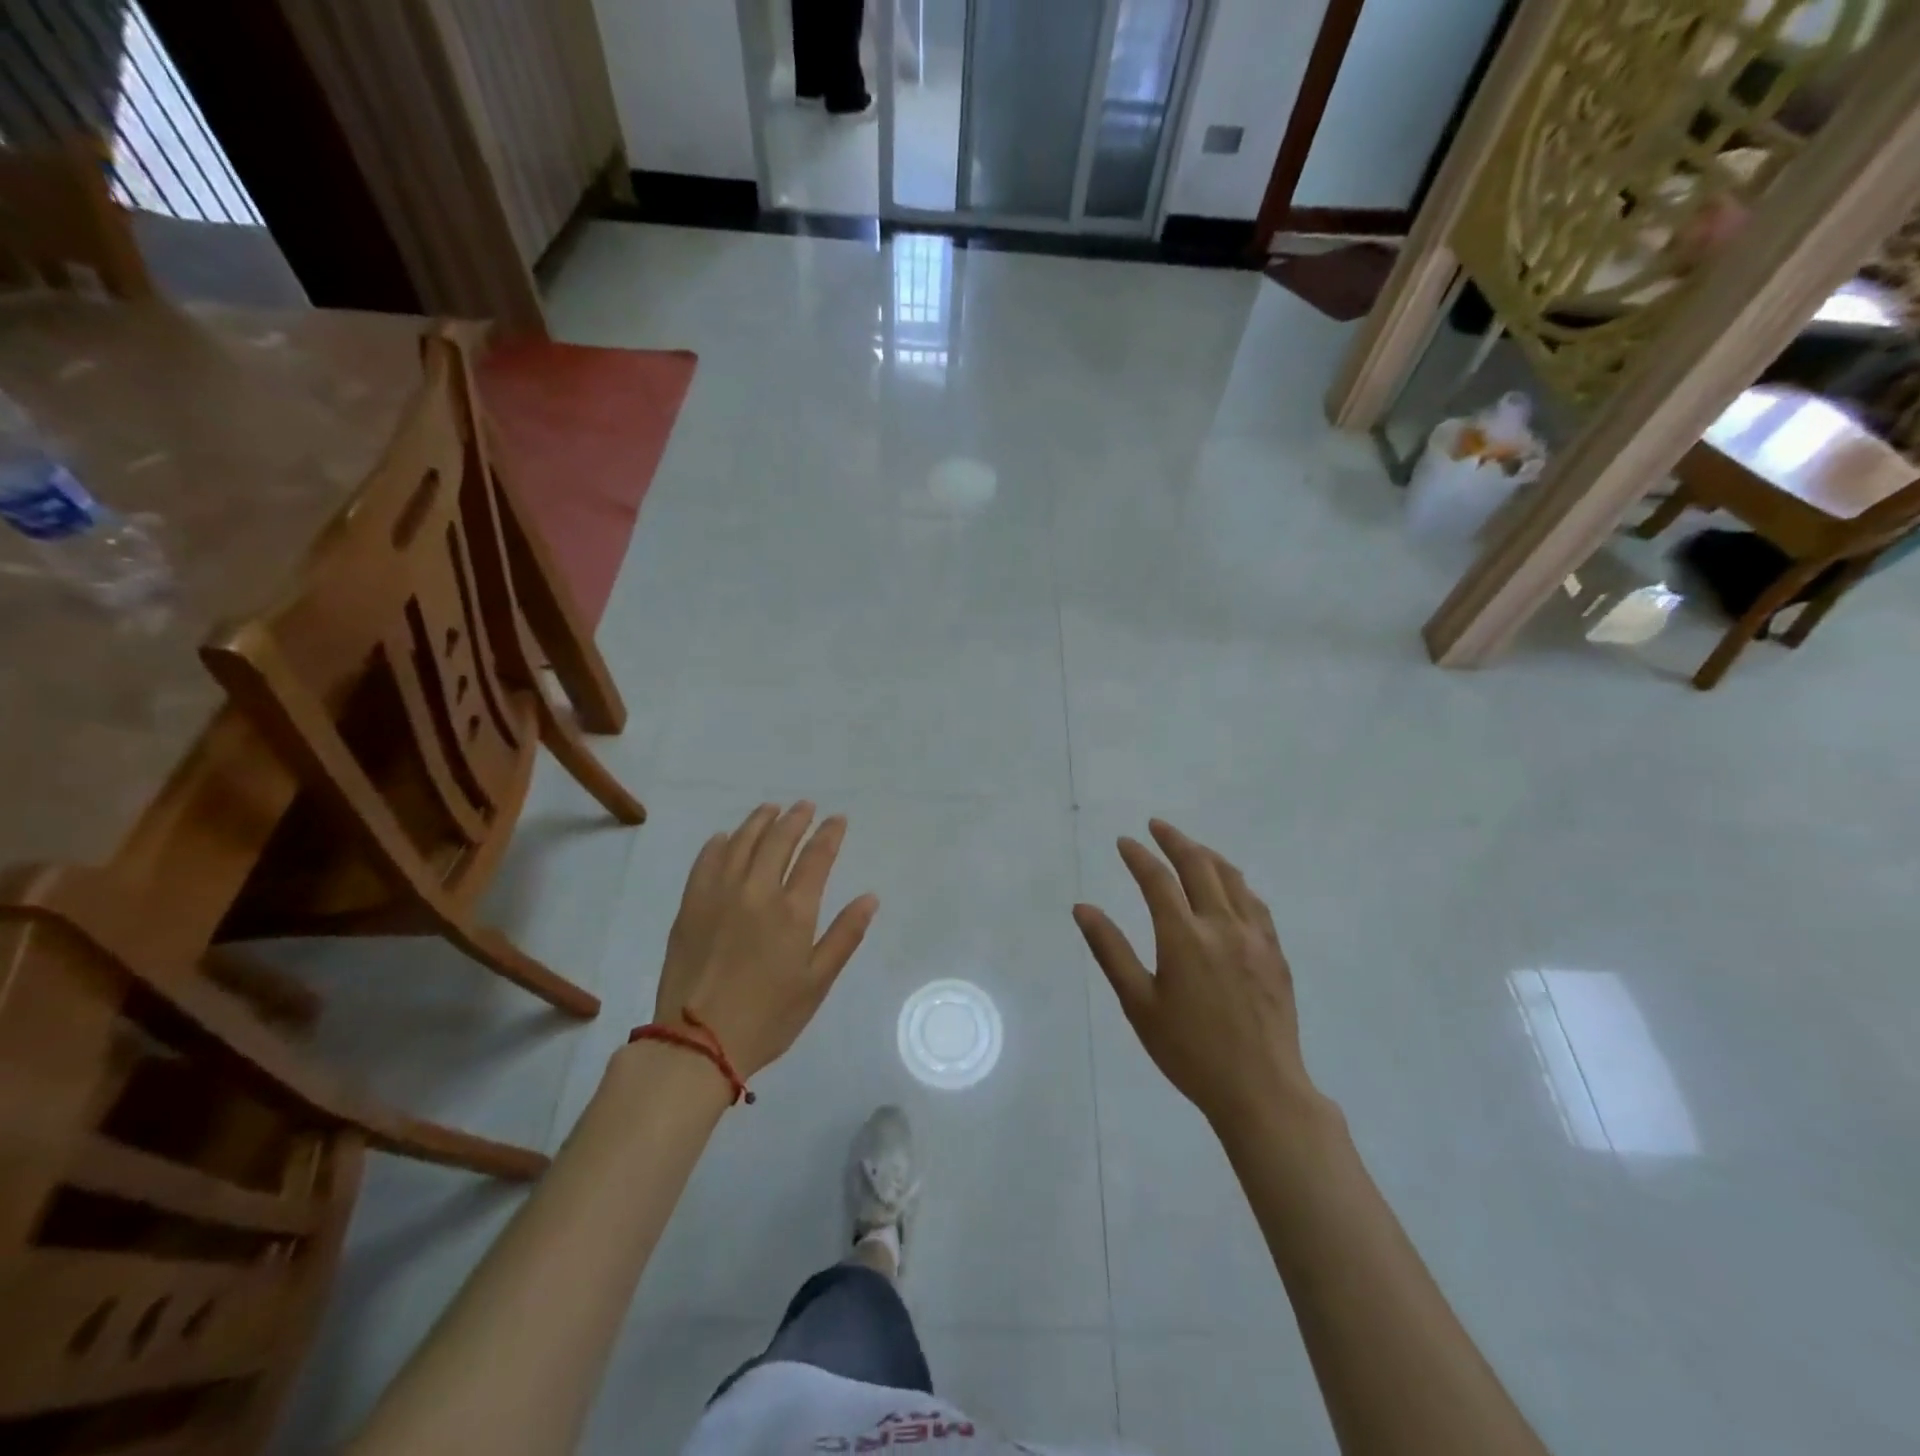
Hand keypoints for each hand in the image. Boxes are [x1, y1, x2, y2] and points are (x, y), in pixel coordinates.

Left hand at [655, 802, 878, 1079]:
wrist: (698, 1043)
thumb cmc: (768, 1017)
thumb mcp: (817, 982)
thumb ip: (844, 935)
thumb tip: (869, 897)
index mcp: (793, 910)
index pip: (816, 857)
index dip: (829, 834)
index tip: (837, 819)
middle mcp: (757, 891)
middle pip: (778, 840)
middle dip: (795, 819)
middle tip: (805, 806)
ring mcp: (719, 895)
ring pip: (741, 843)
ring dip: (759, 821)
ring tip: (771, 809)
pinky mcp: (691, 906)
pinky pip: (706, 861)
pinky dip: (719, 843)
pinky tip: (725, 837)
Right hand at [1073, 820, 1319, 1133]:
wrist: (1261, 1090)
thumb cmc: (1189, 1051)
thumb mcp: (1139, 1004)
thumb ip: (1110, 951)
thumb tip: (1083, 908)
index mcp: (1184, 937)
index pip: (1157, 879)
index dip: (1138, 856)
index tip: (1124, 841)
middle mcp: (1222, 926)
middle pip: (1199, 865)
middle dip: (1174, 840)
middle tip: (1156, 826)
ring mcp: (1254, 937)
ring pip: (1232, 878)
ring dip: (1207, 855)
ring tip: (1190, 847)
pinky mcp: (1275, 953)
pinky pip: (1255, 903)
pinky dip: (1236, 883)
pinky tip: (1230, 887)